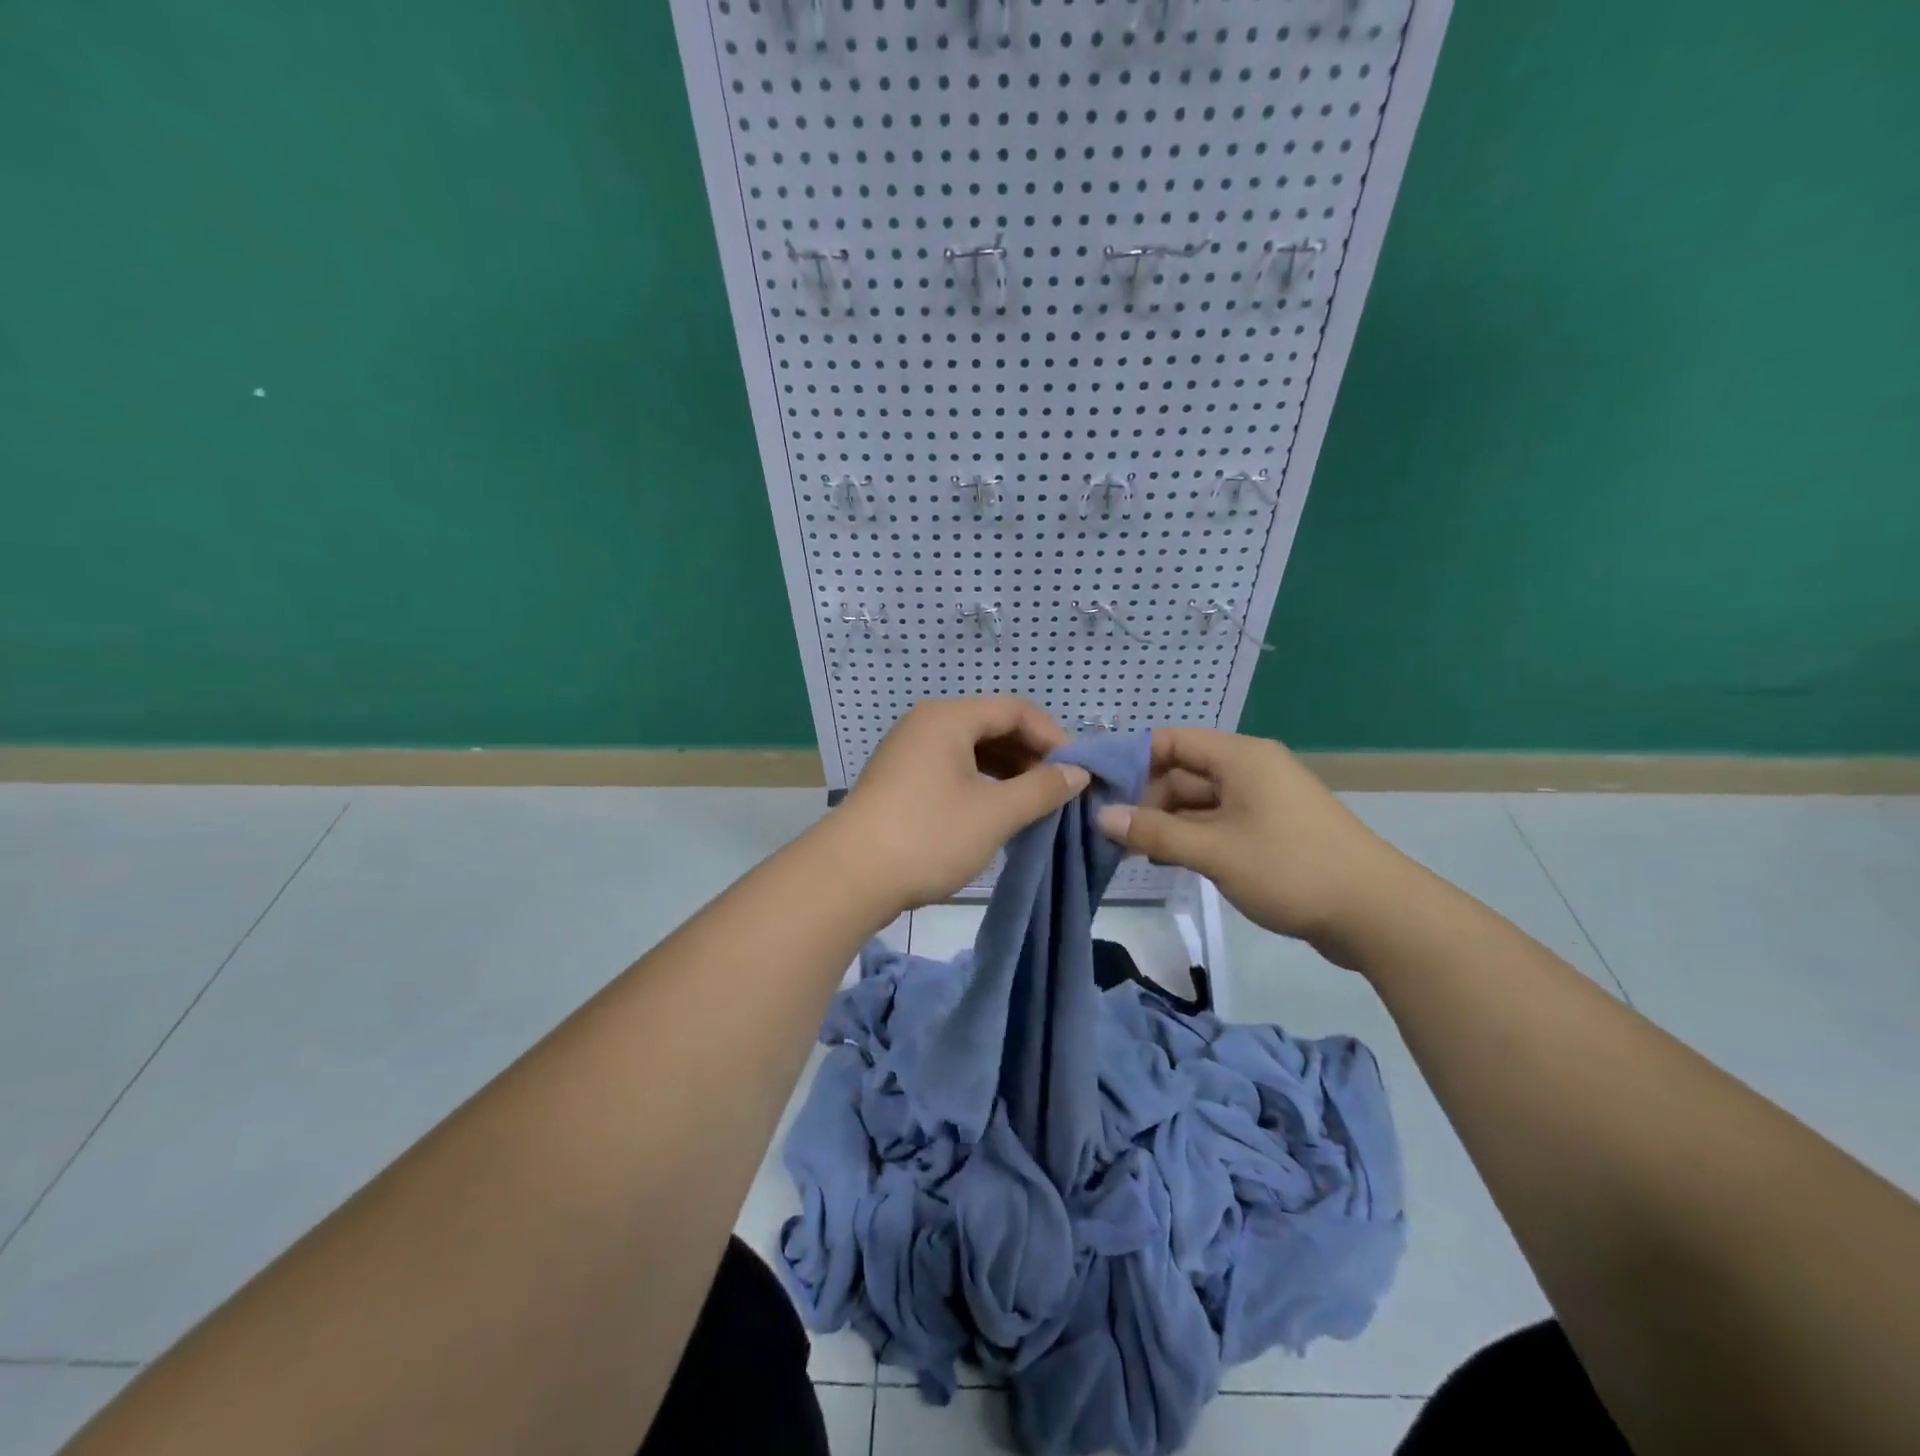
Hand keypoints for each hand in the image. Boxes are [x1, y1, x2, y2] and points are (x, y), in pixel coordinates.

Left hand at [837, 698, 1090, 916]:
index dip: (1053, 736)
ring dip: (1008, 773)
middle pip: (992, 726)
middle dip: (1031, 756)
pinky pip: (952, 770)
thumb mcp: (995, 813)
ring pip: (972, 751)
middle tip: (1061, 790)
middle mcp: (926, 724)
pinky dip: (982, 785)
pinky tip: (998, 812)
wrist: (849, 877)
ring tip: (1035, 804)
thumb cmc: (928, 836)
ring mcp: (909, 753)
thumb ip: (1042, 788)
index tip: (1078, 771)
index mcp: (948, 718)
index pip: (1015, 709)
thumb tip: (1077, 772)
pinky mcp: (900, 781)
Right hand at [1095, 727, 1406, 965]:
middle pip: (1183, 773)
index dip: (1132, 759)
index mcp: (1240, 758)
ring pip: (1199, 802)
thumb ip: (1155, 832)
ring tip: (1131, 849)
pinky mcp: (1271, 831)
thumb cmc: (1290, 868)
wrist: (1376, 913)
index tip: (1097, 788)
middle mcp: (1250, 770)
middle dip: (1146, 799)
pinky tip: (1168, 859)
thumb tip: (1102, 816)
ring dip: (1167, 823)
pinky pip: (1219, 823)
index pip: (1171, 741)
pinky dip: (1193, 837)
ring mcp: (1262, 802)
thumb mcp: (1214, 850)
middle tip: (1109, 831)